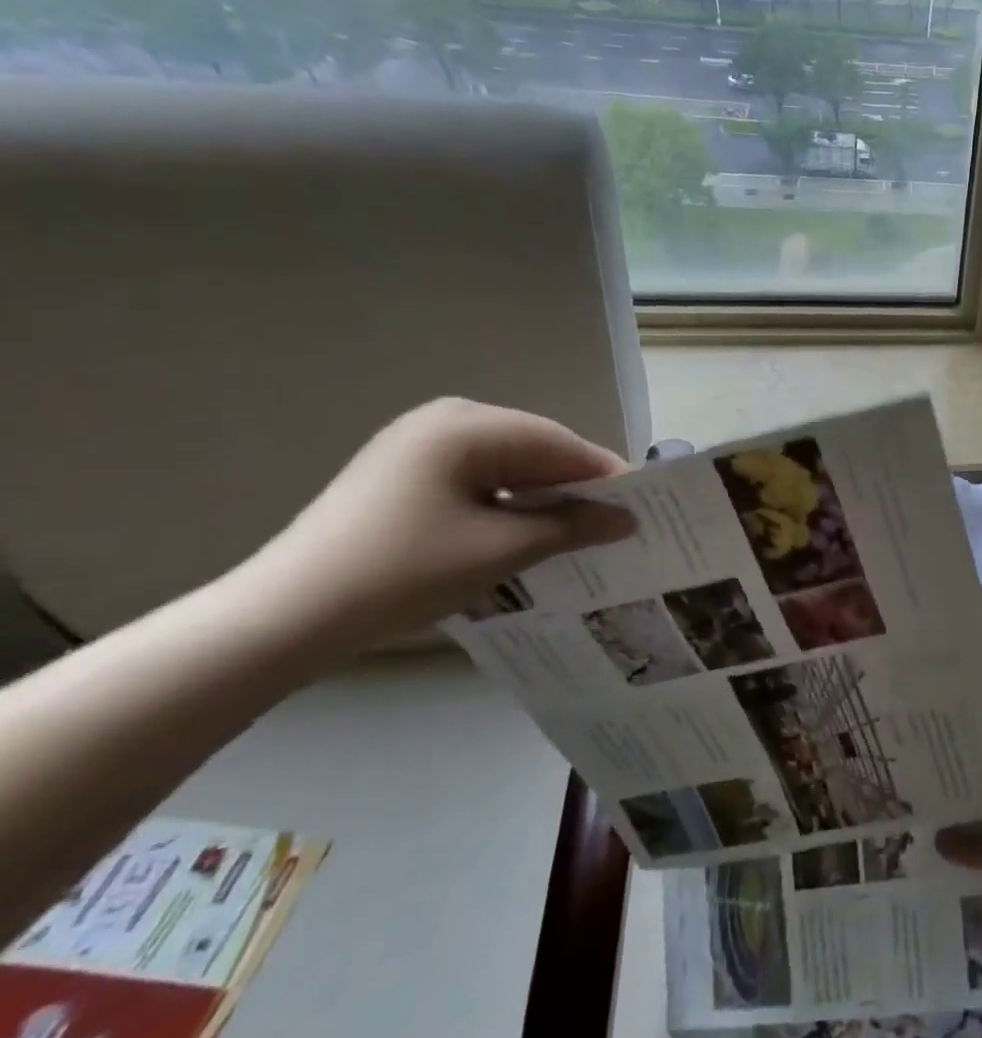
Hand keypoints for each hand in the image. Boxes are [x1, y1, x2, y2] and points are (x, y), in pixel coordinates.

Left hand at [232, 398, 634, 651]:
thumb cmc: (404, 572)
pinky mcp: (403, 473)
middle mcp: (445, 420)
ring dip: (542, 497)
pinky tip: (525, 532)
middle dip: (574, 487)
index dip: (605, 476)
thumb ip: (573, 525)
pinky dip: (508, 502)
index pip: (561, 443)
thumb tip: (627, 519)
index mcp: (468, 425)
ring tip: (576, 533)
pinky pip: (478, 477)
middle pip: (536, 449)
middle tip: (613, 525)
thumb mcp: (502, 549)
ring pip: (508, 464)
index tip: (642, 509)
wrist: (284, 617)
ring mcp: (419, 444)